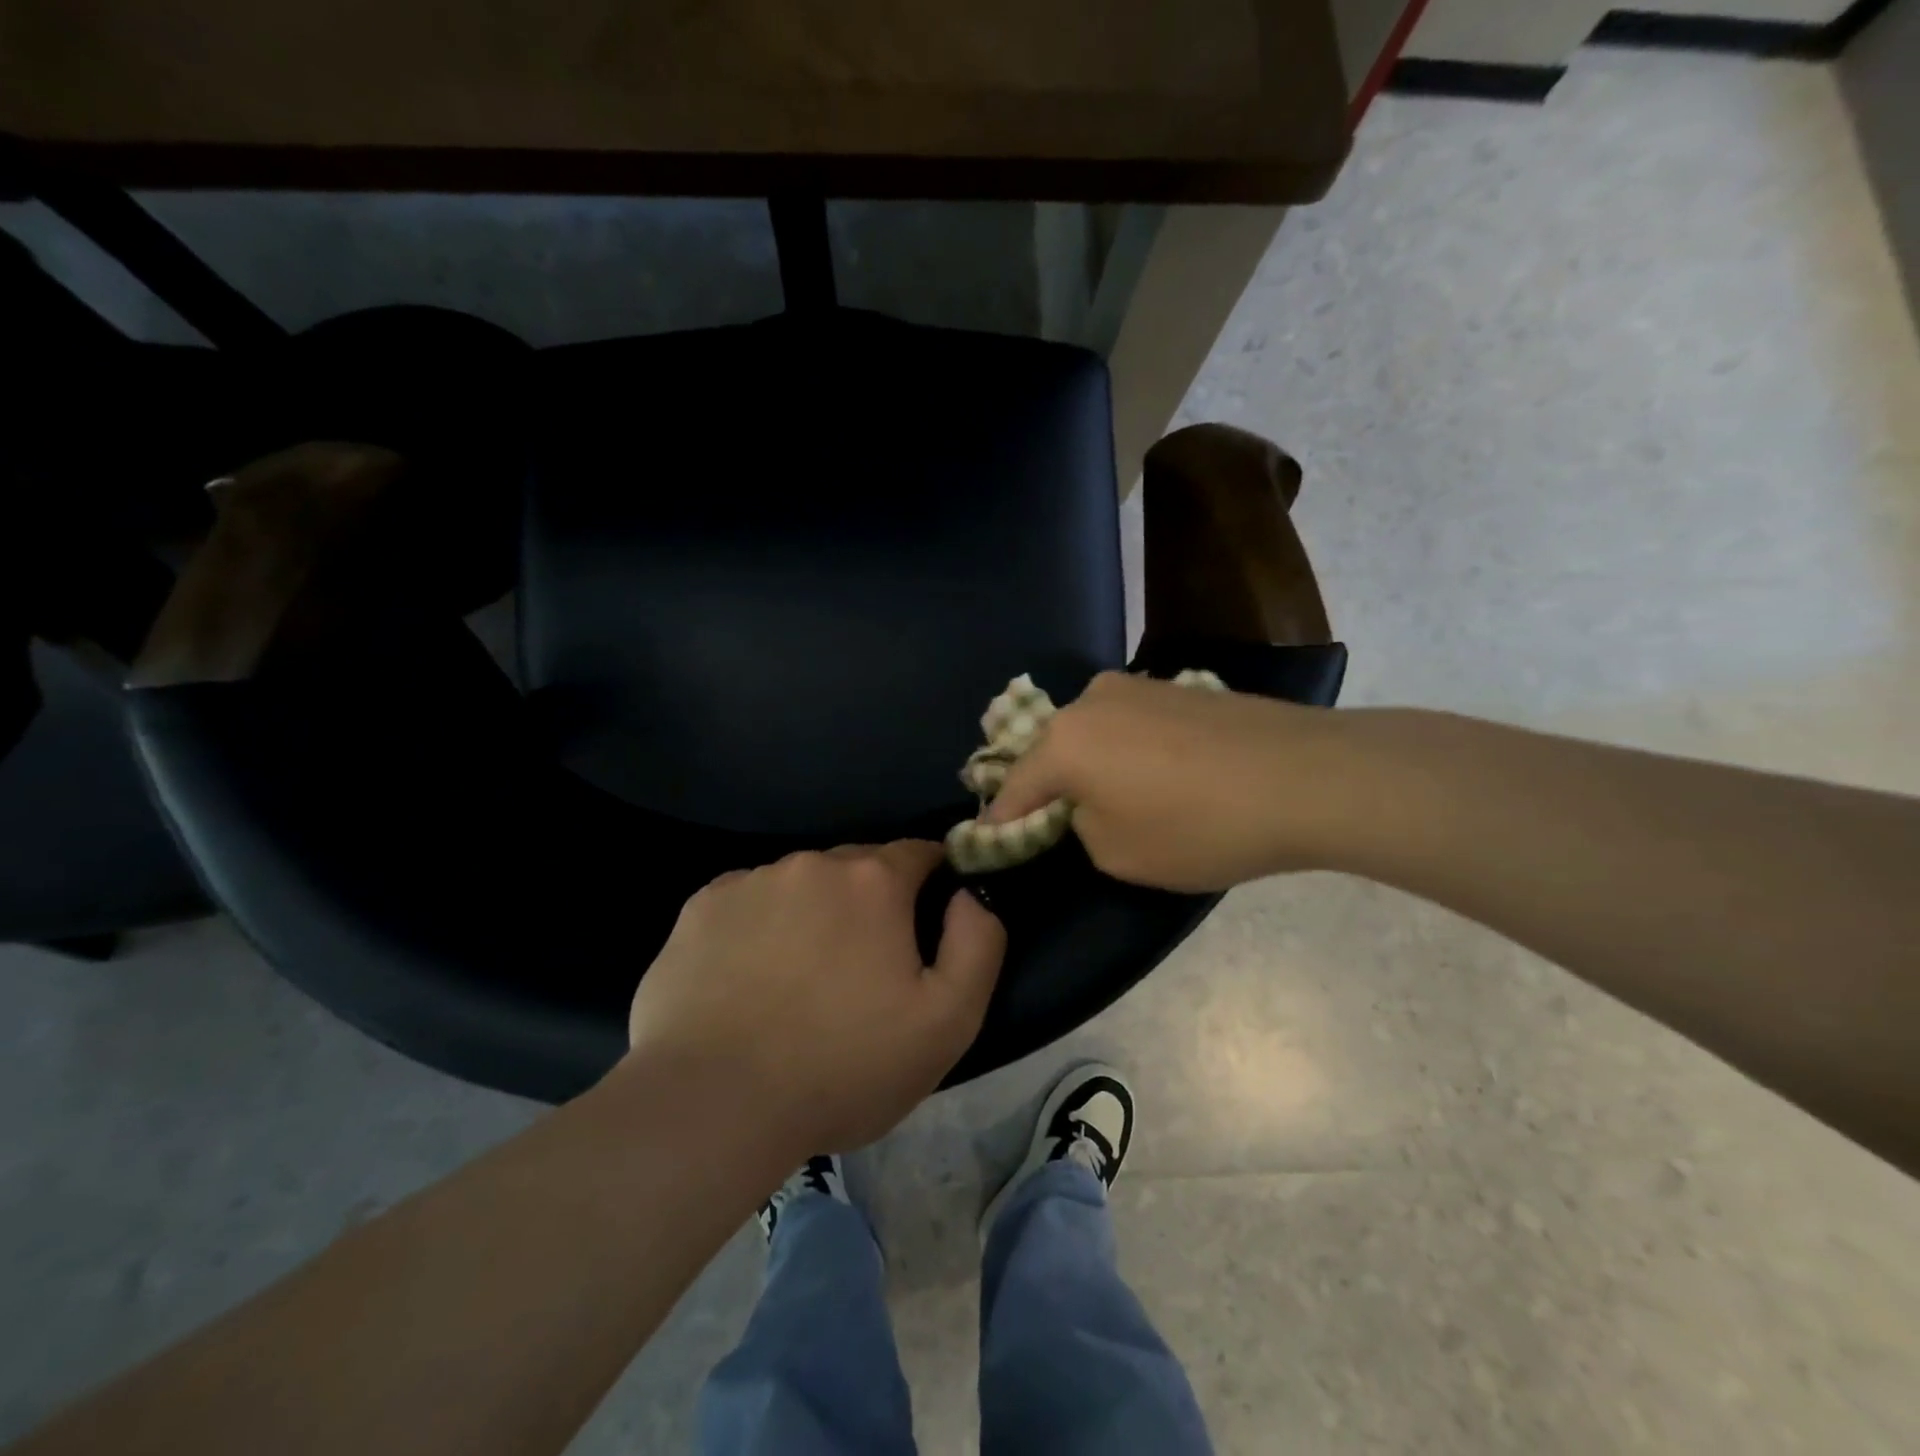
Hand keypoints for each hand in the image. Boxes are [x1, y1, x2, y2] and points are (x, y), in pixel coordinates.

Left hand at [625, 842, 1005, 1153]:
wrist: (715, 1105)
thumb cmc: (844, 1066)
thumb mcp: (948, 1021)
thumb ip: (978, 942)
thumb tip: (968, 893)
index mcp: (873, 880)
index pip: (919, 853)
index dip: (932, 881)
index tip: (927, 921)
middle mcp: (811, 863)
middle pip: (857, 868)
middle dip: (871, 901)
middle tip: (864, 966)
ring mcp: (749, 881)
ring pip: (800, 884)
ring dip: (813, 913)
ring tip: (802, 979)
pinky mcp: (700, 908)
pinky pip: (748, 903)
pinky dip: (759, 926)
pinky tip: (749, 979)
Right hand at [983, 671, 1345, 891]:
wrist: (1305, 776)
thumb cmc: (1198, 826)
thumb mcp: (1119, 854)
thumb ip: (1080, 828)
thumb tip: (1087, 806)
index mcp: (1064, 741)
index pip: (1014, 786)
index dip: (1001, 819)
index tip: (988, 839)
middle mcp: (1090, 700)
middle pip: (1052, 750)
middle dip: (1047, 785)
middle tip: (1050, 818)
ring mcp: (1137, 686)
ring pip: (1093, 732)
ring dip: (1090, 764)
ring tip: (1109, 796)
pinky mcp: (1177, 687)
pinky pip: (1131, 724)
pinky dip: (1127, 750)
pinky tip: (1153, 774)